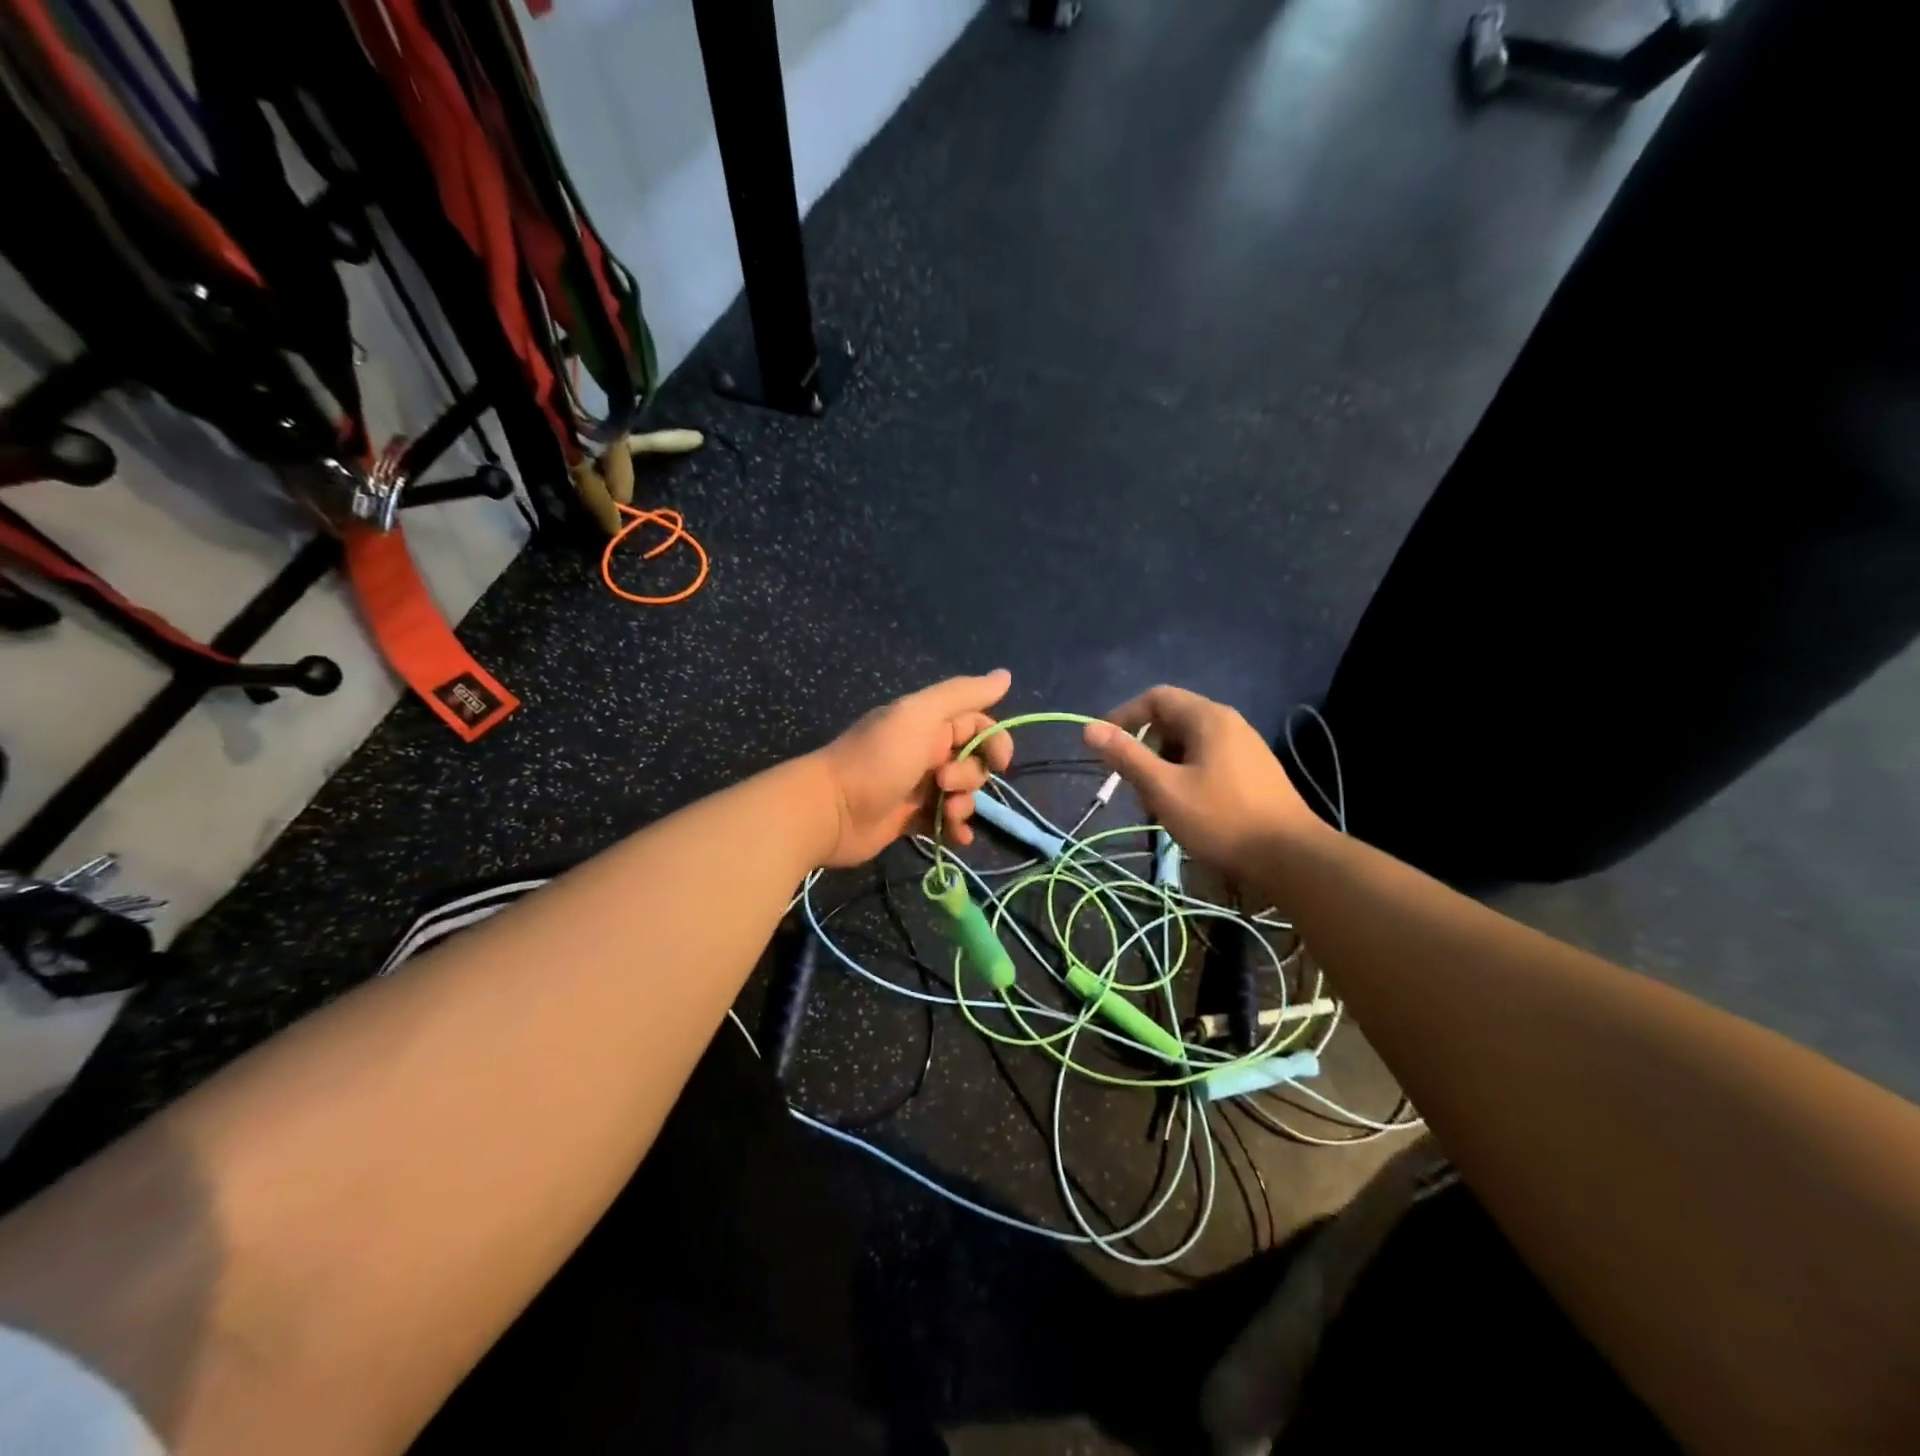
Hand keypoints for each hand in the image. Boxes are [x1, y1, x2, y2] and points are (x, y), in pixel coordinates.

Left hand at [810, 671, 1015, 866]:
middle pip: (972, 762)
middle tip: (943, 784)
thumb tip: (1006, 675)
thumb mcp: (919, 716)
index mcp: (928, 723)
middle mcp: (925, 751)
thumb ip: (962, 694)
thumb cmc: (877, 760)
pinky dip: (955, 829)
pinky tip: (956, 838)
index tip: (1000, 762)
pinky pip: (944, 821)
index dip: (994, 742)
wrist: (829, 811)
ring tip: (945, 815)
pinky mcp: (909, 819)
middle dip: (970, 777)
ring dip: (964, 806)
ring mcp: (917, 787)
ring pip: (961, 794)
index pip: (978, 725)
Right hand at [1082, 685, 1326, 873]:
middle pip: (1172, 721)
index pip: (1156, 698)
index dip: (1124, 716)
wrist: (1291, 857)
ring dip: (1164, 768)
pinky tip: (1187, 811)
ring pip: (1189, 745)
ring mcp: (1245, 748)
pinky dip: (1186, 777)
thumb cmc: (1222, 819)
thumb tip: (1088, 728)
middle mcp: (1229, 723)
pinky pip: (1208, 761)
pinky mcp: (1254, 772)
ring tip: (1159, 805)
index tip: (1104, 746)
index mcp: (1208, 718)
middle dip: (1145, 749)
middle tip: (1135, 786)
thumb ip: (1126, 756)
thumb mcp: (1164, 788)